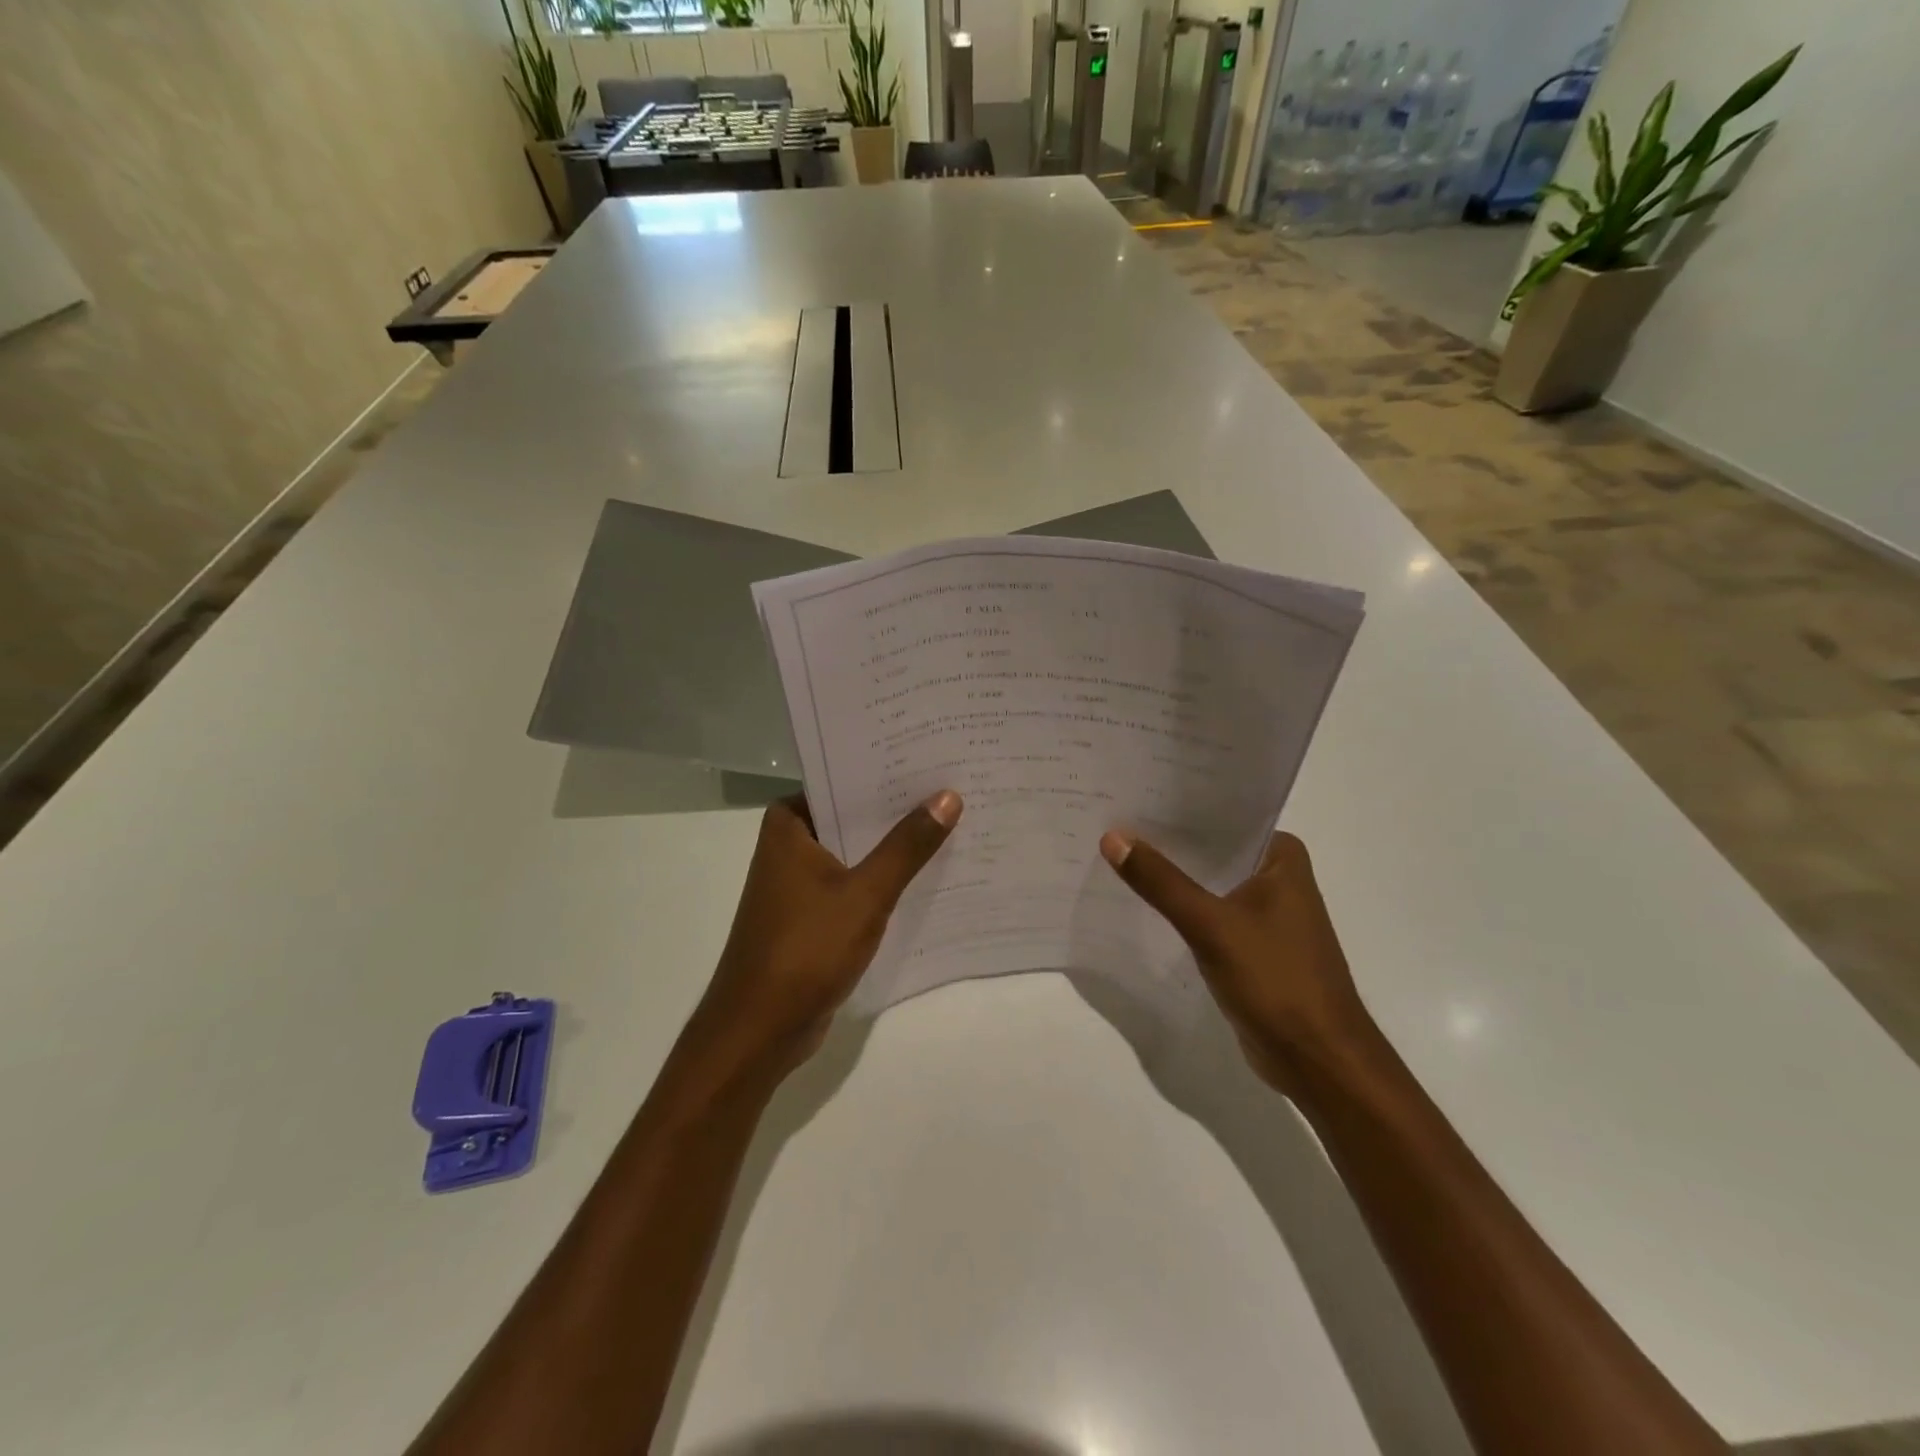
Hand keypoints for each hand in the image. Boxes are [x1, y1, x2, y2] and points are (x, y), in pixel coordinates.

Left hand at [692, 791, 962, 1076]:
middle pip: (852, 815)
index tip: (932, 757)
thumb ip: (907, 846)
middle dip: (898, 809)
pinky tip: (927, 876)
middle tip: (954, 787)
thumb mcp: (865, 893)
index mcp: (790, 824)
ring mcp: (800, 882)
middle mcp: (790, 845)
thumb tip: (948, 796)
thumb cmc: (805, 950)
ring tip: (952, 824)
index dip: (886, 770)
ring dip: (894, 847)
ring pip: (856, 851)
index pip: (842, 778)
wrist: (759, 1030)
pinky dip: (883, 880)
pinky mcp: (812, 915)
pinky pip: (855, 883)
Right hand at [1100, 828, 1374, 1093]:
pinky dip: (1180, 908)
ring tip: (1116, 853)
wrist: (1318, 1061)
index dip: (1176, 807)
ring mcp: (1265, 913)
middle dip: (1167, 841)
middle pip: (1212, 849)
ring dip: (1172, 876)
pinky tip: (1141, 901)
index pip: (1222, 817)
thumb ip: (1161, 882)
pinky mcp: (1251, 945)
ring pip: (1208, 882)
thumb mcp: (1211, 925)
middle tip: (1111, 822)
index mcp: (1282, 857)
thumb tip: (1112, 837)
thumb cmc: (1277, 980)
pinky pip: (1208, 913)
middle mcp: (1277, 877)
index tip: (1130, 794)